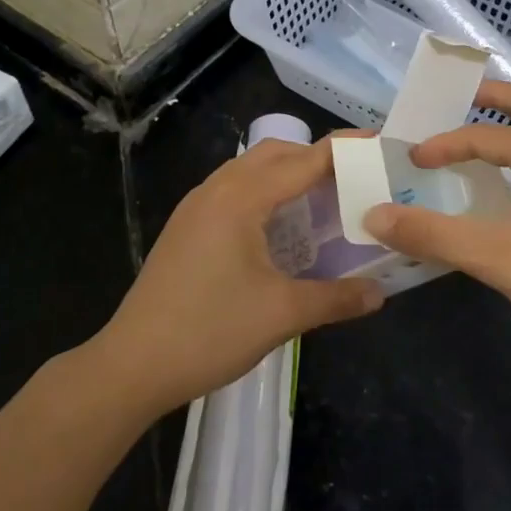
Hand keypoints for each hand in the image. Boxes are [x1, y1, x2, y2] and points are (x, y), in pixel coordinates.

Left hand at [96, 137, 383, 416]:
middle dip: (316, 159)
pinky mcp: (186, 226)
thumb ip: (336, 298)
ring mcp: (196, 206)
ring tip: (322, 201)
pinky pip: (234, 190)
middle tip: (354, 179)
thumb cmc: (209, 331)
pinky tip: (280, 228)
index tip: (379, 145)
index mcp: (241, 198)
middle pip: (275, 154)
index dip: (343, 151)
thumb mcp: (281, 314)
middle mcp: (217, 189)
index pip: (304, 161)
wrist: (131, 365)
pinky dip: (265, 193)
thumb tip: (379, 293)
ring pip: (250, 170)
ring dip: (288, 175)